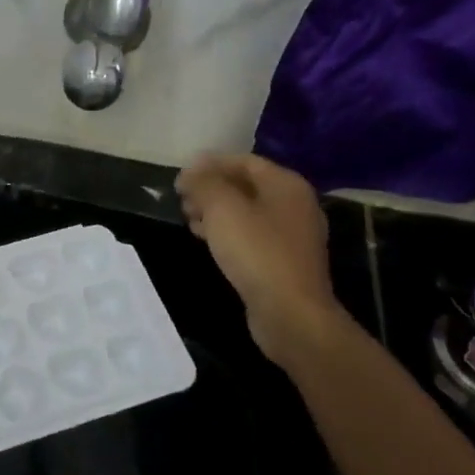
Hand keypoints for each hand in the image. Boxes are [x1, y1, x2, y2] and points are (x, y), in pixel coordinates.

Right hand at [175, 154, 342, 362]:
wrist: (290, 313)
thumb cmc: (257, 252)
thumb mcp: (223, 209)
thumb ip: (204, 183)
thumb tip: (191, 171)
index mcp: (286, 184)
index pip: (244, 161)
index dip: (210, 164)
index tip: (180, 174)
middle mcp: (294, 205)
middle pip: (246, 186)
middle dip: (211, 188)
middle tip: (181, 198)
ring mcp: (291, 235)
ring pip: (247, 212)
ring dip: (216, 211)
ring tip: (187, 217)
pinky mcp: (283, 261)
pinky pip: (251, 236)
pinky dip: (227, 232)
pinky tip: (205, 240)